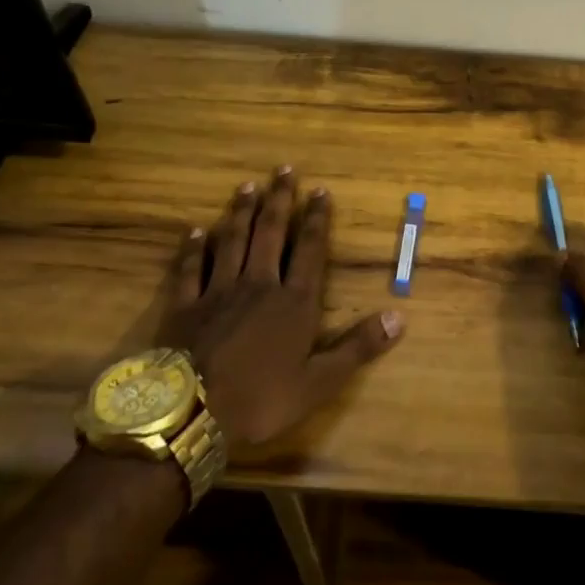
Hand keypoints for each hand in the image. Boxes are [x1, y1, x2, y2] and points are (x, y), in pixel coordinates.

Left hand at [160, 167, 402, 444]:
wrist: (191, 414)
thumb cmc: (260, 399)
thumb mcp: (318, 383)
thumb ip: (357, 348)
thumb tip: (398, 317)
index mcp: (293, 302)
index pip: (309, 250)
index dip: (316, 219)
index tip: (319, 190)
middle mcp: (258, 285)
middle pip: (270, 234)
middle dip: (279, 201)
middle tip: (284, 170)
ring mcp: (218, 292)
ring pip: (232, 242)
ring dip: (241, 212)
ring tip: (247, 186)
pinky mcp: (185, 306)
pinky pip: (190, 269)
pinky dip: (193, 248)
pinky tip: (195, 231)